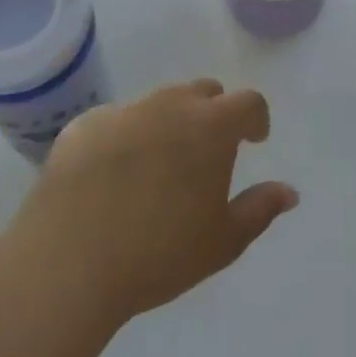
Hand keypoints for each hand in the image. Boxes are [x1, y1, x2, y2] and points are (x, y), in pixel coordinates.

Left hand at [6, 80, 297, 326]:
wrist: (66, 264)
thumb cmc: (157, 254)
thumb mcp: (222, 242)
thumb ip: (259, 209)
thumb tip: (289, 191)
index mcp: (211, 126)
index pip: (247, 102)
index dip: (255, 118)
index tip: (254, 140)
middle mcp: (169, 105)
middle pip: (202, 92)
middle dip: (212, 114)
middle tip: (206, 153)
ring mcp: (123, 111)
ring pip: (158, 103)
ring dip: (169, 122)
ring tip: (158, 165)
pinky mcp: (82, 126)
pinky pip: (116, 120)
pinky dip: (125, 137)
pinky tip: (111, 176)